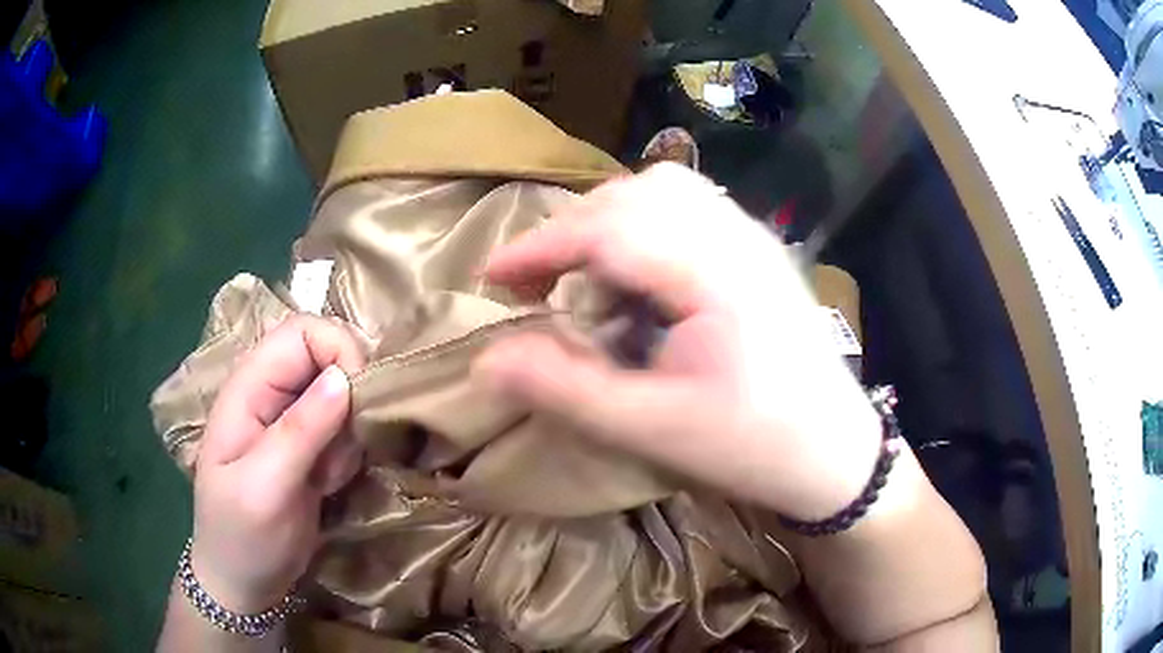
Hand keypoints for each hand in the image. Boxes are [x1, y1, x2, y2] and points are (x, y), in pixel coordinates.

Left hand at [190, 316, 365, 612]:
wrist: (244, 581)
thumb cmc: (242, 535)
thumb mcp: (265, 488)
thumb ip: (300, 432)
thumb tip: (344, 377)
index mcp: (248, 387)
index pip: (302, 331)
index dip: (339, 350)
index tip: (359, 400)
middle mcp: (269, 392)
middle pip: (327, 355)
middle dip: (349, 398)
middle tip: (344, 449)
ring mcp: (290, 420)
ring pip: (342, 392)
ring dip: (349, 432)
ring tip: (329, 475)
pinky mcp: (308, 445)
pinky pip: (344, 426)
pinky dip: (348, 451)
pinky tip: (328, 483)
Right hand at [474, 163, 881, 519]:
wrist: (836, 451)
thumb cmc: (753, 446)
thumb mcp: (651, 430)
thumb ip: (565, 390)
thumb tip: (486, 361)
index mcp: (714, 273)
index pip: (608, 227)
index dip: (540, 246)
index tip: (492, 279)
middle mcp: (736, 235)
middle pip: (632, 195)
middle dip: (570, 232)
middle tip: (538, 286)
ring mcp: (753, 235)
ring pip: (661, 190)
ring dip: (608, 222)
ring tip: (588, 278)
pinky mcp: (759, 247)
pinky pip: (689, 205)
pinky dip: (645, 224)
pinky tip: (642, 276)